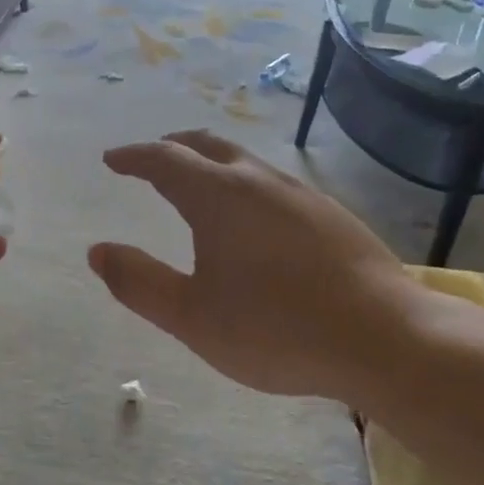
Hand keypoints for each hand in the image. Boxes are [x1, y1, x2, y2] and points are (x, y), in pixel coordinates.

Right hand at [89, 130, 426, 401]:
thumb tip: (97, 251)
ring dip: (211, 162)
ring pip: (244, 161)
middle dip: (172, 147)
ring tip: (196, 184)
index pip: (164, 160)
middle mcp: (258, 181)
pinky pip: (272, 182)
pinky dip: (243, 182)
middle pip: (207, 146)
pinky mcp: (331, 213)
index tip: (112, 159)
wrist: (385, 338)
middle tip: (150, 159)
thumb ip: (139, 282)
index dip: (133, 157)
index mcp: (218, 197)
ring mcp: (300, 194)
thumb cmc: (276, 329)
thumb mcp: (191, 317)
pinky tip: (252, 216)